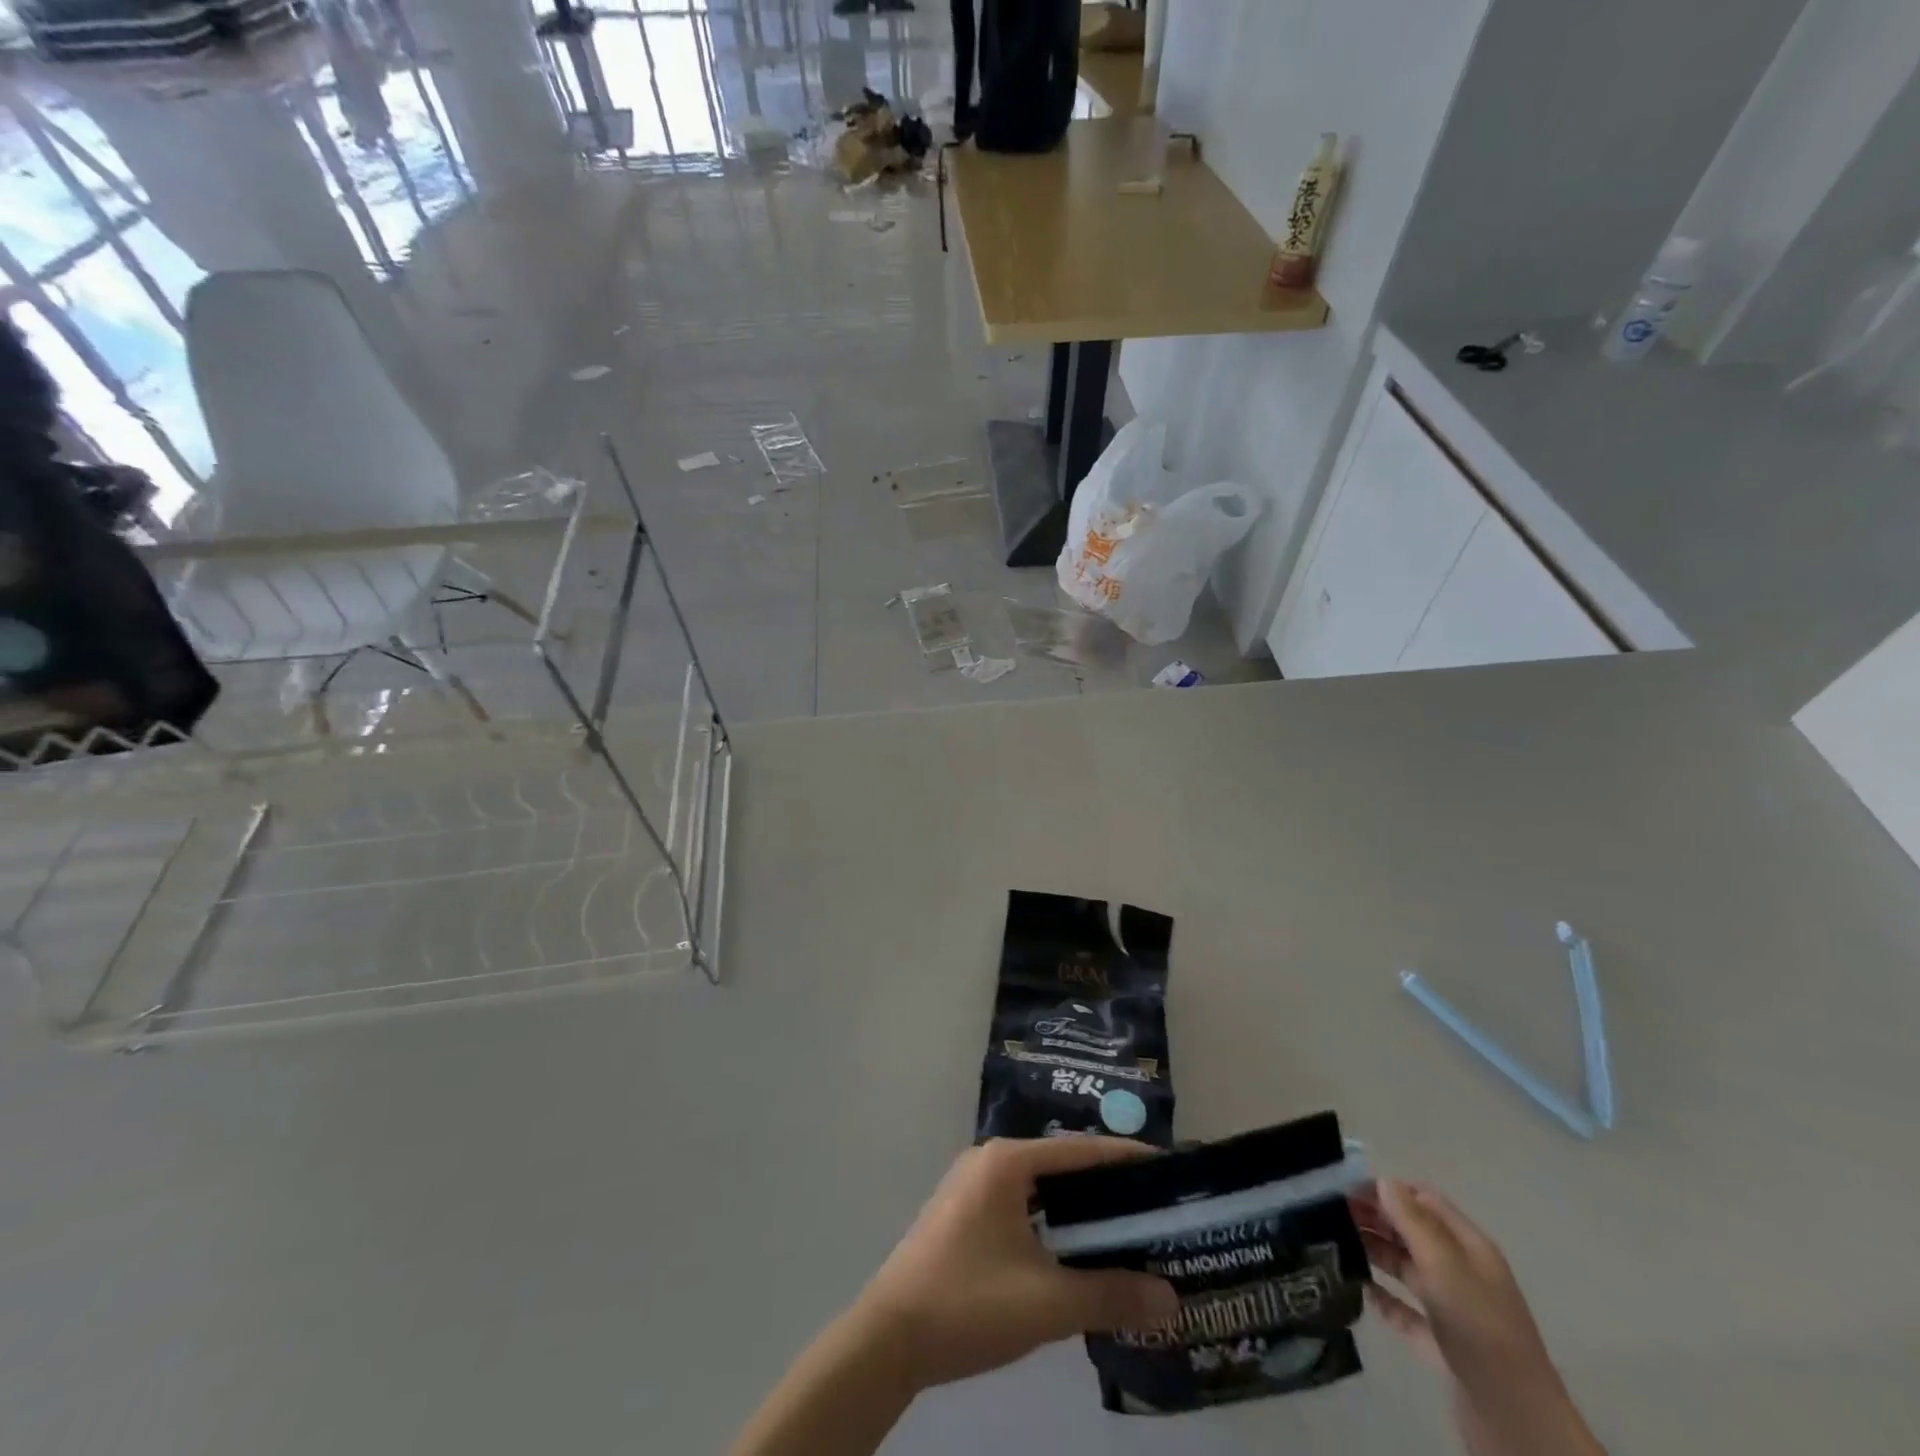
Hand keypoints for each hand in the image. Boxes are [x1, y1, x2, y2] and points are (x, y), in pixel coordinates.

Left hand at [852, 1137, 1180, 1391]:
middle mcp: (989, 1161)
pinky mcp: (964, 1216)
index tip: (1168, 1171)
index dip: (1126, 1159)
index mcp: (1007, 1161)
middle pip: (1061, 1166)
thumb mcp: (1047, 1303)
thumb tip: (1170, 1299)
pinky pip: (1021, 1207)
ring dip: (1078, 1210)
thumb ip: (1110, 1295)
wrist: (888, 1337)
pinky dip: (1053, 1224)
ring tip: (1126, 1233)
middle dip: (1106, 1188)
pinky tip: (1077, 1254)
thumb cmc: (969, 1302)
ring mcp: (972, 1187)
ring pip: (1040, 1190)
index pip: (1080, 1150)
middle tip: (1155, 1209)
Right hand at [1352, 1180, 1603, 1455]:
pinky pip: (1407, 1312)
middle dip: (1376, 1218)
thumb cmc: (1479, 1329)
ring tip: (1335, 1243)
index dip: (1388, 1190)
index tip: (1346, 1188)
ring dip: (1375, 1253)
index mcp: (1470, 1248)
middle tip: (1331, 1212)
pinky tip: (1360, 1291)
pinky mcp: (1442, 1344)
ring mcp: (1453, 1310)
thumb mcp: (1445, 1267)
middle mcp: (1462, 1272)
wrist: (1515, 1421)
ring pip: (1407, 1269)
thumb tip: (1384, 1182)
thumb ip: (1413, 1222)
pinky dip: (1384, 1298)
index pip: (1425, 1201)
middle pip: (1413, 1232)